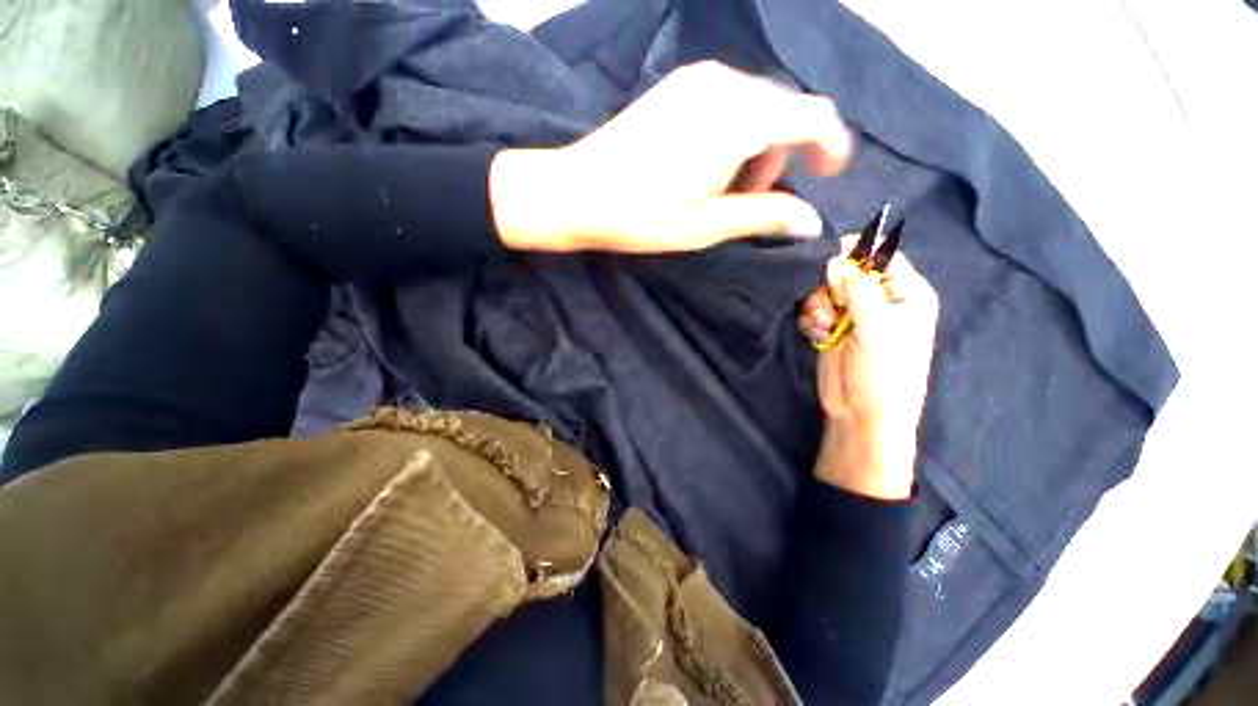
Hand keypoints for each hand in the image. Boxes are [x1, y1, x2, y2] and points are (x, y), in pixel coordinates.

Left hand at [490, 61, 852, 252]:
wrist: (578, 192)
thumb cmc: (644, 216)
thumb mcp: (709, 224)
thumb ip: (765, 216)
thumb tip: (811, 221)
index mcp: (740, 120)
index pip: (813, 115)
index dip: (830, 144)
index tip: (828, 173)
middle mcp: (725, 84)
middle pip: (783, 110)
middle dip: (784, 153)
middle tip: (756, 196)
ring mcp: (697, 79)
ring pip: (755, 104)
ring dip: (758, 143)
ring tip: (726, 186)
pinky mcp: (677, 86)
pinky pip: (727, 99)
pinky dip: (734, 130)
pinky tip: (708, 161)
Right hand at [798, 240, 939, 498]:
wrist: (861, 413)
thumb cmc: (884, 372)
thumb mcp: (877, 327)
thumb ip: (857, 289)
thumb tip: (834, 260)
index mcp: (906, 294)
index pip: (883, 257)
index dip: (857, 252)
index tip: (830, 255)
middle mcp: (880, 299)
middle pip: (846, 271)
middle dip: (830, 287)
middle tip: (830, 309)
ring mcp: (853, 314)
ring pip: (824, 290)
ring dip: (817, 305)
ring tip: (824, 327)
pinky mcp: (832, 327)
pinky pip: (814, 309)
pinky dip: (811, 319)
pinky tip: (817, 334)